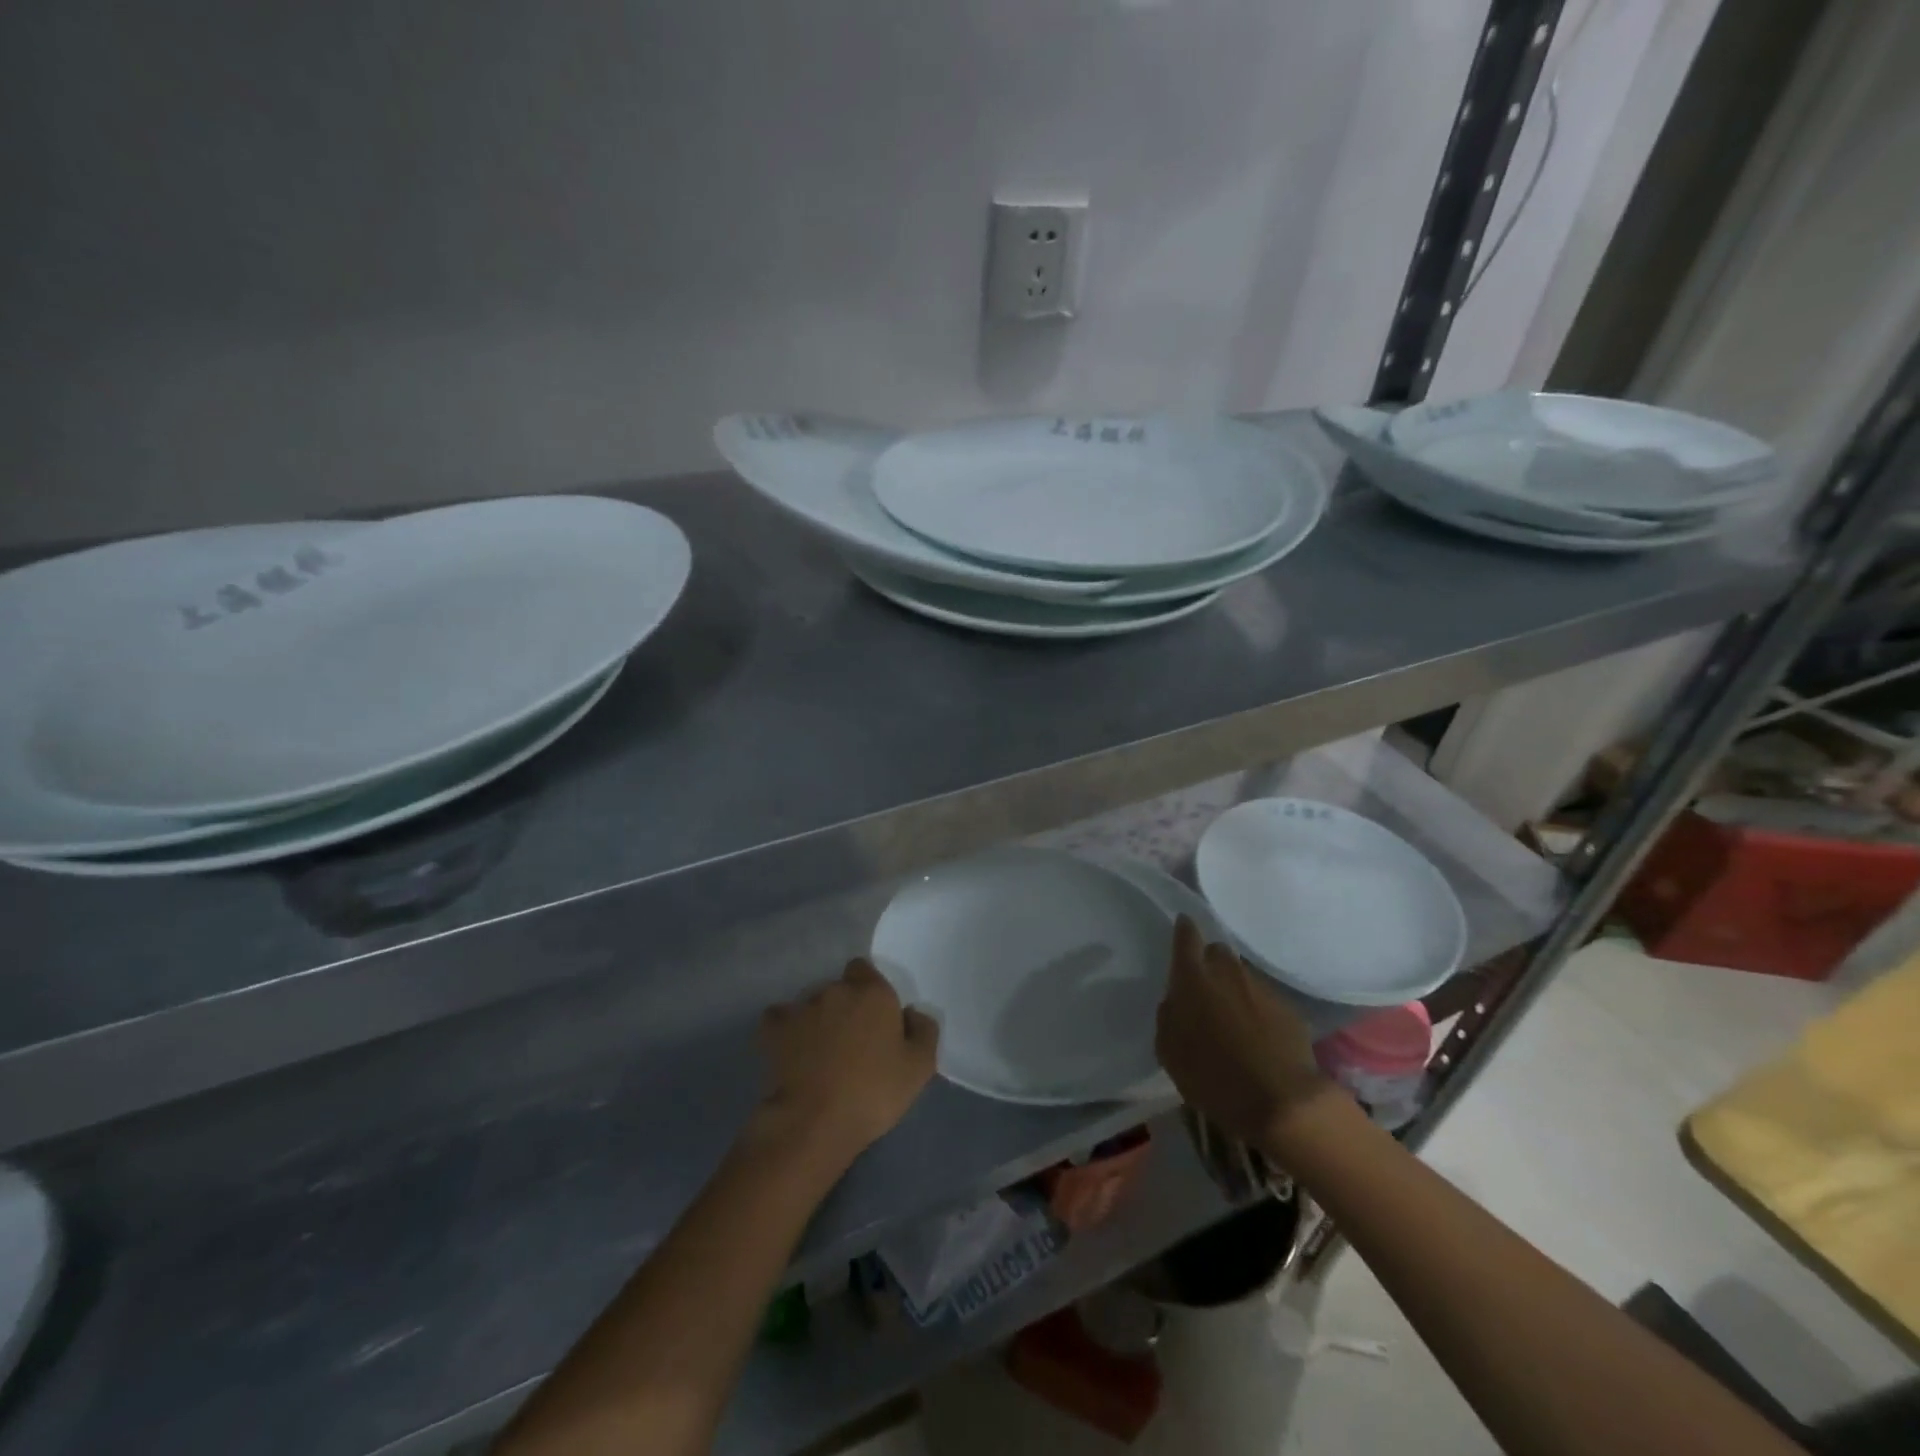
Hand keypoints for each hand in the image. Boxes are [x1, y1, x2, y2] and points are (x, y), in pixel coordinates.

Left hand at [757, 959, 938, 1162]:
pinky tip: (791, 1051)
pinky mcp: (773, 1029)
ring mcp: (801, 1007)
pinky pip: (779, 1019)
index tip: (874, 1018)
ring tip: (820, 1053)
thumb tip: (912, 1013)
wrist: (814, 1121)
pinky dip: (785, 1030)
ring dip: (817, 1019)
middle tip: (851, 1041)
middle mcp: (836, 990)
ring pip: (811, 1004)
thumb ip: (924, 1031)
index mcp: (873, 993)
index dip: (869, 991)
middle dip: (845, 1007)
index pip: (865, 970)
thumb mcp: (920, 1068)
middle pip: (839, 988)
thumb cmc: (873, 1092)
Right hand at [1155, 915, 1336, 1147]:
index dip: (1184, 929)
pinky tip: (1257, 1036)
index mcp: (1193, 979)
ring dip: (1234, 989)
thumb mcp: (1169, 1052)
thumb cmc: (1213, 1077)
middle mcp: (1227, 973)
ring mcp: (1262, 989)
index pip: (1186, 937)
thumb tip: (1174, 1002)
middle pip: (1217, 951)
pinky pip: (1265, 1000)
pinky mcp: (1288, 1009)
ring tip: (1232, 1018)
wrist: (1282, 1102)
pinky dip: (1257, 1011)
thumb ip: (1168, 1017)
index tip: (1183, 924)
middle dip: (1210, 963)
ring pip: (1242, 976)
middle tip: (1205, 988)